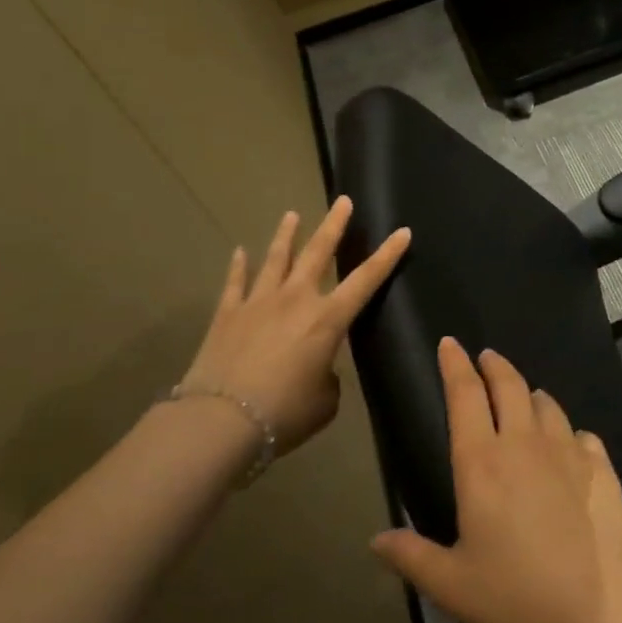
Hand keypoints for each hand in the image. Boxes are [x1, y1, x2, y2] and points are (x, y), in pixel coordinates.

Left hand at [179, 197, 409, 456]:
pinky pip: (235, 283)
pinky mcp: (227, 315)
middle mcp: (296, 300)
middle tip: (343, 201)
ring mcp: (258, 303)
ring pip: (276, 259)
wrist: (219, 421)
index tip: (402, 231)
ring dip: (287, 235)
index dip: (387, 255)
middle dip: (334, 225)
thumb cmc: (284, 413)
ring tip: (292, 215)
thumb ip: (327, 377)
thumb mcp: (324, 401)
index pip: (366, 279)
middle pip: (318, 253)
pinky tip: (240, 252)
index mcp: (328, 319)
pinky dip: (239, 266)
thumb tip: (316, 370)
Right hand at [370, 339, 621, 622]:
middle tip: (486, 357)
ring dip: (531, 395)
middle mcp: (524, 442)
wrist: (602, 604)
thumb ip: (412, 557)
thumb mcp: (452, 585)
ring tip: (525, 397)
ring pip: (546, 404)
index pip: (464, 396)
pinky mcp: (599, 464)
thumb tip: (377, 539)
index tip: (449, 344)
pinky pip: (580, 433)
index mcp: (481, 463)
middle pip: (508, 385)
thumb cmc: (517, 594)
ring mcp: (567, 449)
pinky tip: (569, 442)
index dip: (454, 365)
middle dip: (494, 365)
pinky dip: (567, 431)